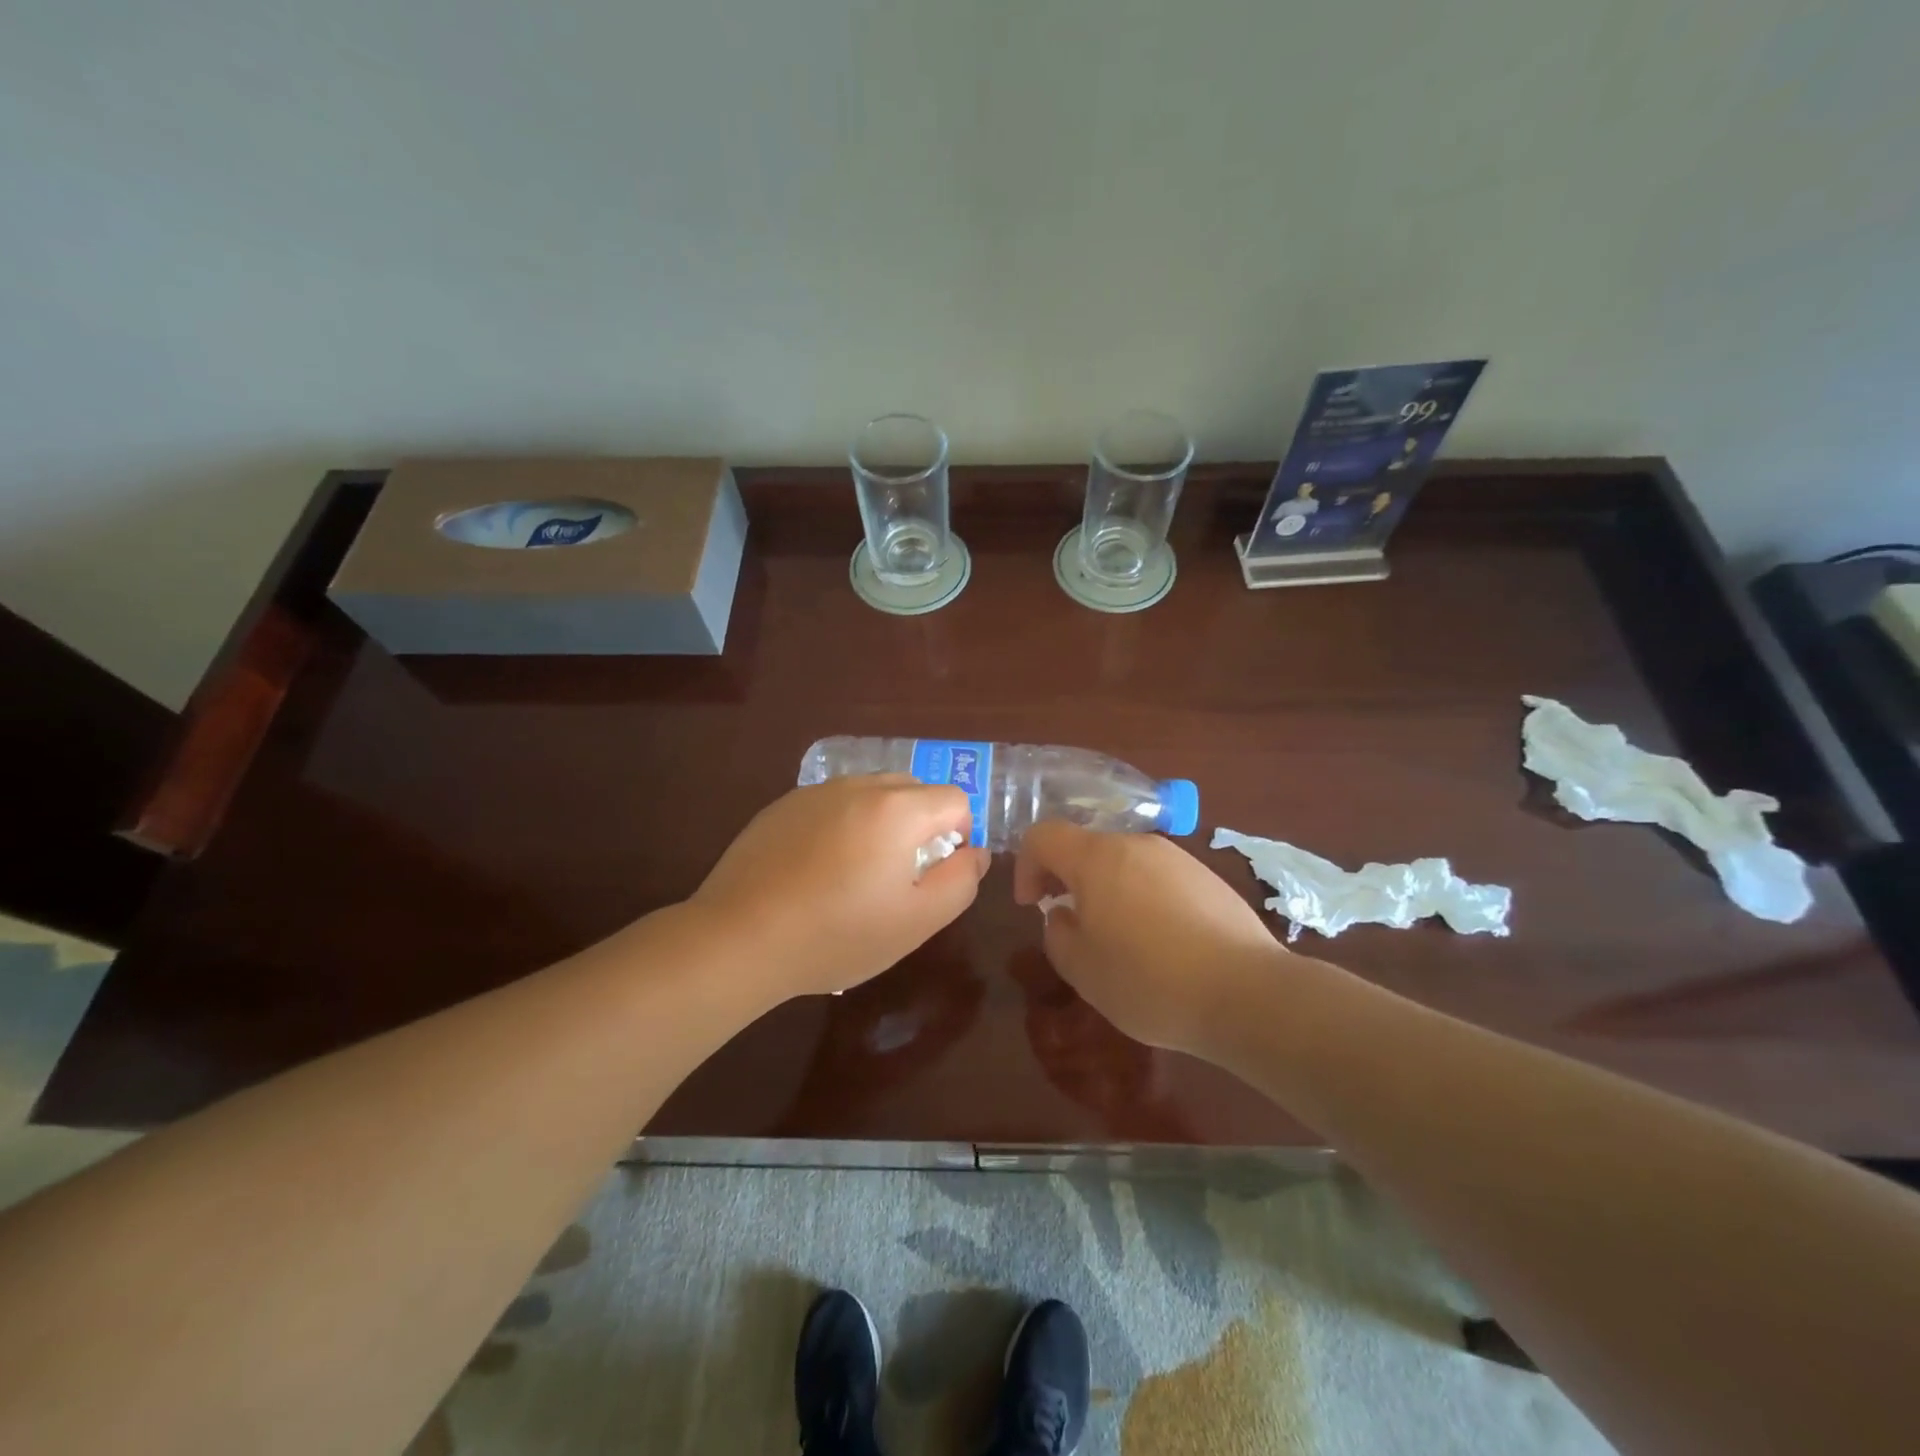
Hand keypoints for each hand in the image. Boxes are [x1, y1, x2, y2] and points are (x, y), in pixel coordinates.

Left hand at [691, 775, 988, 999]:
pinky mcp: (782, 805)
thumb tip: (975, 852)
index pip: (955, 799)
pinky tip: (818, 869)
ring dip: (882, 822)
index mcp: (897, 809)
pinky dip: (843, 824)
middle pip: (914, 789)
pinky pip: (833, 803)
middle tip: (900, 874)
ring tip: (858, 872)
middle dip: (922, 824)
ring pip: (872, 793)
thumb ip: (960, 881)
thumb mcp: (916, 921)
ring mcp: (815, 792)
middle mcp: (858, 786)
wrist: (739, 938)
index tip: (934, 873)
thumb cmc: (837, 935)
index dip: (959, 836)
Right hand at [1013, 823, 1289, 1055]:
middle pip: (1087, 846)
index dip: (1027, 865)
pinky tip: (1161, 944)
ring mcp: (1177, 858)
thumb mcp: (1083, 970)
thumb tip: (1064, 915)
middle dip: (1068, 879)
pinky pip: (1158, 878)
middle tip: (1071, 922)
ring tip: (1119, 939)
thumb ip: (1058, 934)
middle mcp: (1137, 844)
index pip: (1044, 835)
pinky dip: (1143, 899)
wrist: (1247, 993)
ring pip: (1125, 862)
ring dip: (1107, 890)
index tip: (1033, 904)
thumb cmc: (1150, 981)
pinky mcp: (1208, 878)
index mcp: (1098, 858)